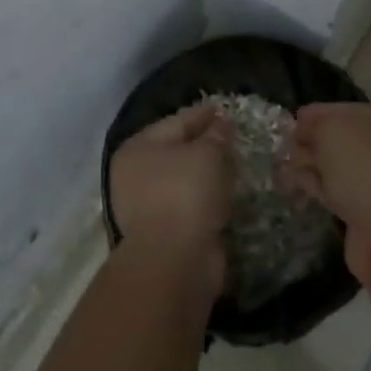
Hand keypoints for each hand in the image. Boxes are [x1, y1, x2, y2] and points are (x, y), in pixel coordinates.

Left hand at [109, 102, 233, 285]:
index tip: (225, 109)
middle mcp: (136, 174)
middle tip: (232, 136)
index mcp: (139, 148)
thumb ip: (216, 134)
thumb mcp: (207, 153)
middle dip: (205, 144)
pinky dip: (207, 199)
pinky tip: (227, 194)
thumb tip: (222, 123)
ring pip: (184, 180)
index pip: (177, 121)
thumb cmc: (185, 193)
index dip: (203, 114)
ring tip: (234, 164)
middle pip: (177, 151)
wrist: (175, 260)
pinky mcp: (164, 232)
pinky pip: (191, 205)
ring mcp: (147, 206)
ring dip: (206, 173)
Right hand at [286, 104, 370, 280]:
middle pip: (344, 139)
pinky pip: (340, 189)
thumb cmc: (364, 166)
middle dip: (313, 141)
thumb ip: (314, 125)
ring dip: (312, 163)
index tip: (294, 119)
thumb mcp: (332, 130)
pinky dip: (319, 185)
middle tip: (286, 144)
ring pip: (340, 166)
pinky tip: (297, 182)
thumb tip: (304, 130)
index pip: (348, 111)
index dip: (318, 114)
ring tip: (285, 164)